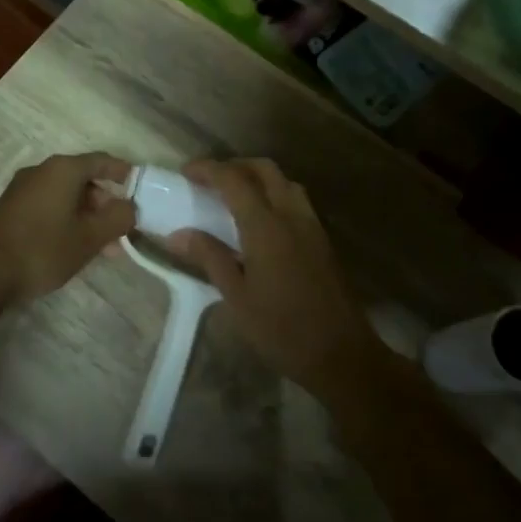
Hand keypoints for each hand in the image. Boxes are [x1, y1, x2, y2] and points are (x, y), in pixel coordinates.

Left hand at [0, 153, 134, 306]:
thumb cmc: (44, 248)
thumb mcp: (90, 237)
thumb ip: (118, 218)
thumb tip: (130, 207)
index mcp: (63, 169)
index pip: (101, 160)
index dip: (123, 172)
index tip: (140, 187)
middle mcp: (41, 171)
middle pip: (83, 180)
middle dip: (106, 204)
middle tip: (122, 229)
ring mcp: (23, 189)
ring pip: (66, 196)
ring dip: (88, 217)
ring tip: (105, 247)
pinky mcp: (11, 209)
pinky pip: (49, 206)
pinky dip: (67, 220)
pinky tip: (76, 247)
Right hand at [162, 159, 389, 401]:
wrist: (342, 355)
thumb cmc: (282, 329)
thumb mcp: (236, 297)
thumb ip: (209, 258)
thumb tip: (178, 234)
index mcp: (266, 226)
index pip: (234, 180)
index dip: (208, 169)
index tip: (185, 172)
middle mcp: (291, 215)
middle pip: (264, 169)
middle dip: (234, 166)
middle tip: (209, 180)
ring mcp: (312, 226)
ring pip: (285, 182)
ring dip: (257, 178)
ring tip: (233, 197)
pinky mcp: (323, 240)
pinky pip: (296, 200)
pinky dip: (274, 194)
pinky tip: (260, 221)